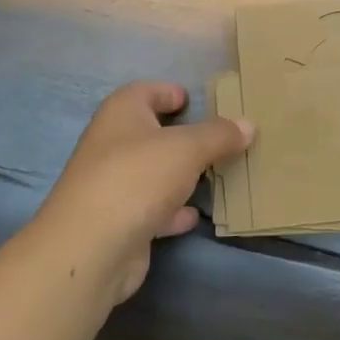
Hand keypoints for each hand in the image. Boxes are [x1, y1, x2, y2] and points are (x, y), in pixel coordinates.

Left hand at [34, 82, 252, 305]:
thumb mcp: (188, 148)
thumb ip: (220, 135)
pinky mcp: (118, 222)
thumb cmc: (138, 177)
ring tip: (216, 175)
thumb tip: (248, 125)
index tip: (195, 101)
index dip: (169, 92)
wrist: (91, 248)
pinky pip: (152, 208)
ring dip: (179, 174)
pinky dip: (172, 211)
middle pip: (151, 133)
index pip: (146, 91)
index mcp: (121, 113)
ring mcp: (112, 185)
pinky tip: (194, 215)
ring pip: (153, 172)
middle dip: (182, 136)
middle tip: (218, 139)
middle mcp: (112, 144)